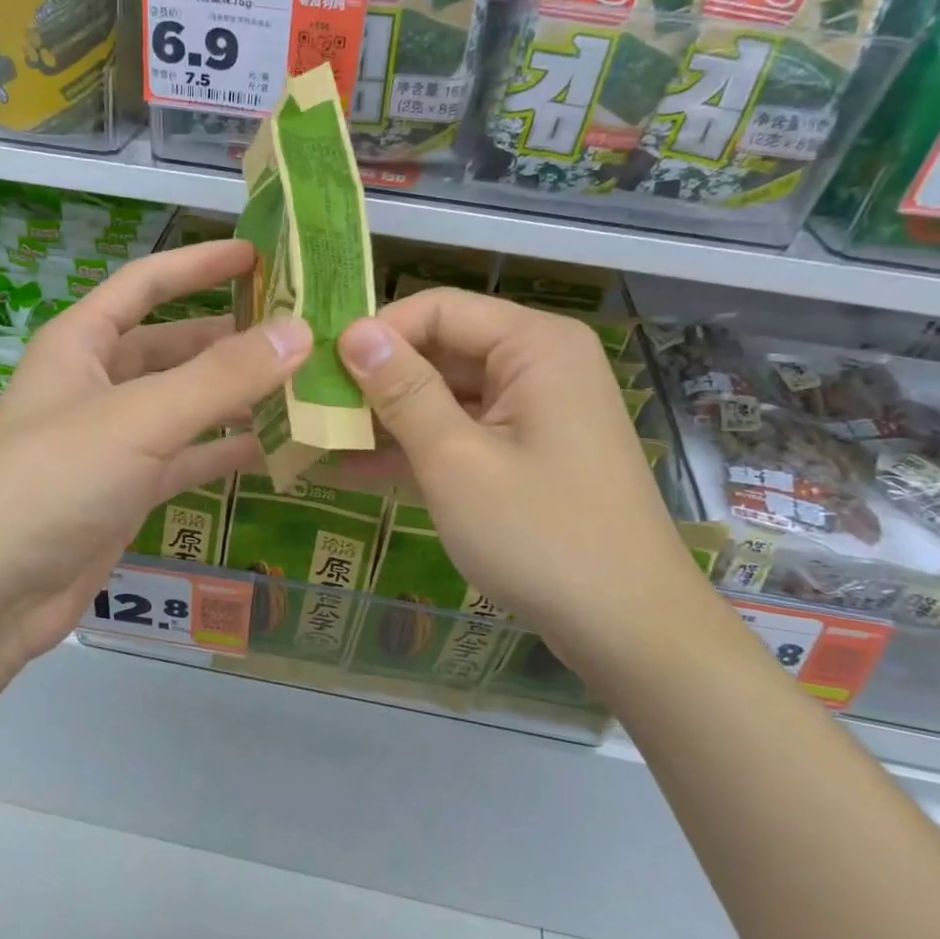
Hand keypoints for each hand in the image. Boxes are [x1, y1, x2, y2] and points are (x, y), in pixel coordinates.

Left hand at [0, 240, 309, 665]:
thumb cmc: (52, 481)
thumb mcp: (139, 418)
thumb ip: (221, 377)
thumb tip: (299, 331)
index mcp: (82, 343)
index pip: (146, 283)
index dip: (200, 264)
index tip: (259, 254)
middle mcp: (97, 383)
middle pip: (174, 346)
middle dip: (232, 337)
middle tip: (302, 332)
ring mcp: (114, 440)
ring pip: (186, 404)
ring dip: (237, 396)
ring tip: (305, 386)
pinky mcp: (128, 490)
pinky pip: (188, 456)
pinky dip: (226, 450)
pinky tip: (277, 448)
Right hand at [337, 289, 710, 667]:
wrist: (629, 628)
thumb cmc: (540, 536)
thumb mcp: (456, 460)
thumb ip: (402, 390)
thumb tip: (353, 332)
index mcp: (534, 345)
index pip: (438, 310)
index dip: (376, 333)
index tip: (318, 368)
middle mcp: (539, 363)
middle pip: (442, 349)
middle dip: (377, 379)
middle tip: (310, 406)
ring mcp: (535, 410)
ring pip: (446, 393)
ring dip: (389, 417)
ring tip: (319, 436)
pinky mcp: (528, 450)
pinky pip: (463, 431)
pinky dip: (417, 447)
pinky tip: (355, 468)